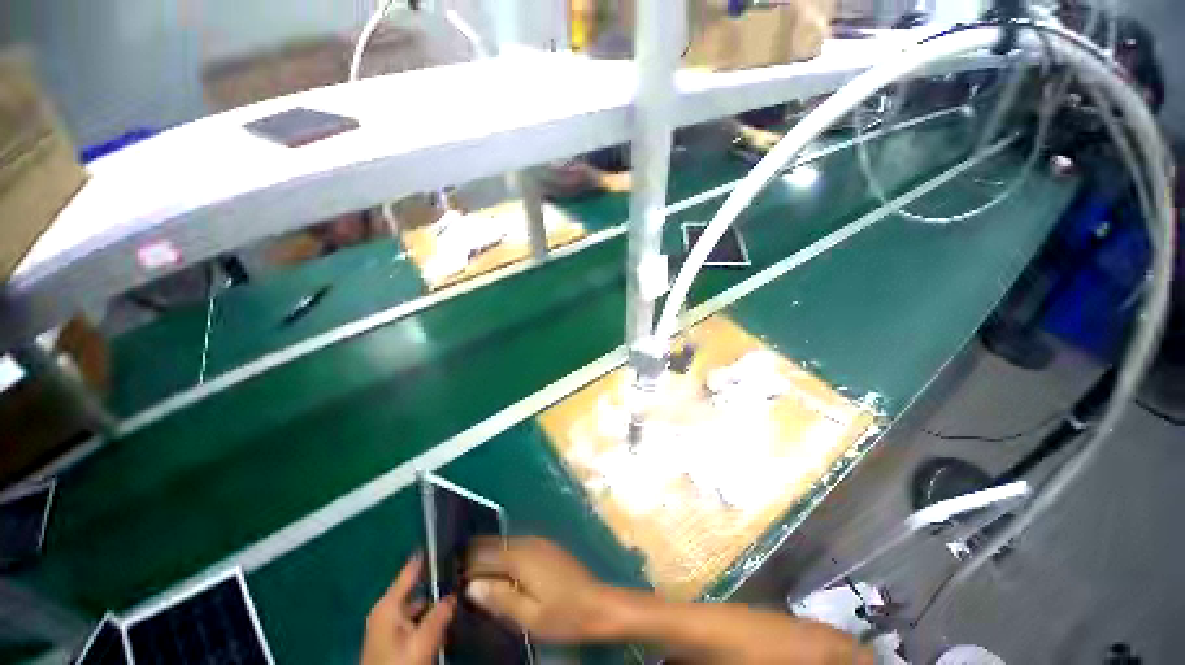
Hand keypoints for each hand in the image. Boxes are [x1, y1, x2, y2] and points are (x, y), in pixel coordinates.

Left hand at [361, 555, 455, 664]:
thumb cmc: (398, 664)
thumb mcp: (423, 641)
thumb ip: (439, 615)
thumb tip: (453, 594)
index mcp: (388, 605)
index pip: (410, 571)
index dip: (426, 557)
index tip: (443, 541)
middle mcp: (385, 611)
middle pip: (415, 590)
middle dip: (436, 586)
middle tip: (459, 578)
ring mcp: (385, 627)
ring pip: (415, 607)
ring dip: (432, 606)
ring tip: (455, 601)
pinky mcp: (388, 641)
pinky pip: (412, 621)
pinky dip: (426, 620)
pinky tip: (441, 625)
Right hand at [465, 536, 619, 642]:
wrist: (597, 604)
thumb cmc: (562, 615)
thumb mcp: (528, 617)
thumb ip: (499, 599)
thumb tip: (470, 586)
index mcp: (521, 558)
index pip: (485, 553)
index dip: (467, 561)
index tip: (450, 571)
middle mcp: (529, 543)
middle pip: (496, 544)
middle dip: (477, 555)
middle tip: (459, 572)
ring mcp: (541, 543)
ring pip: (507, 543)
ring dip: (491, 554)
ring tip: (476, 572)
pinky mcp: (548, 547)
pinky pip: (519, 545)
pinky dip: (506, 555)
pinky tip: (502, 571)